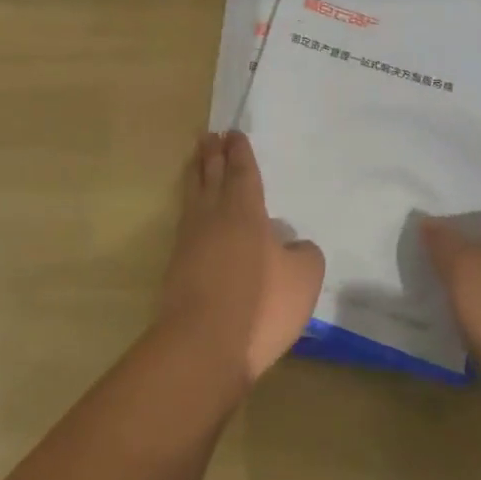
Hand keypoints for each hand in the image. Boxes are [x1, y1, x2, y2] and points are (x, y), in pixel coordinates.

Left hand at [156, 132, 324, 388]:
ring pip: (193, 194)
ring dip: (196, 173)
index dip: (240, 152)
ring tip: (196, 159)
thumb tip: (293, 244)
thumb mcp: (303, 279)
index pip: (242, 171)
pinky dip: (190, 203)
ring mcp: (190, 239)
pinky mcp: (176, 264)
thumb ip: (304, 254)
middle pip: (211, 175)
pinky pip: (185, 219)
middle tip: (209, 135)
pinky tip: (195, 212)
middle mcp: (214, 216)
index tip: (233, 134)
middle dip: (212, 154)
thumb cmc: (261, 306)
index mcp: (245, 211)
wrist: (203, 345)